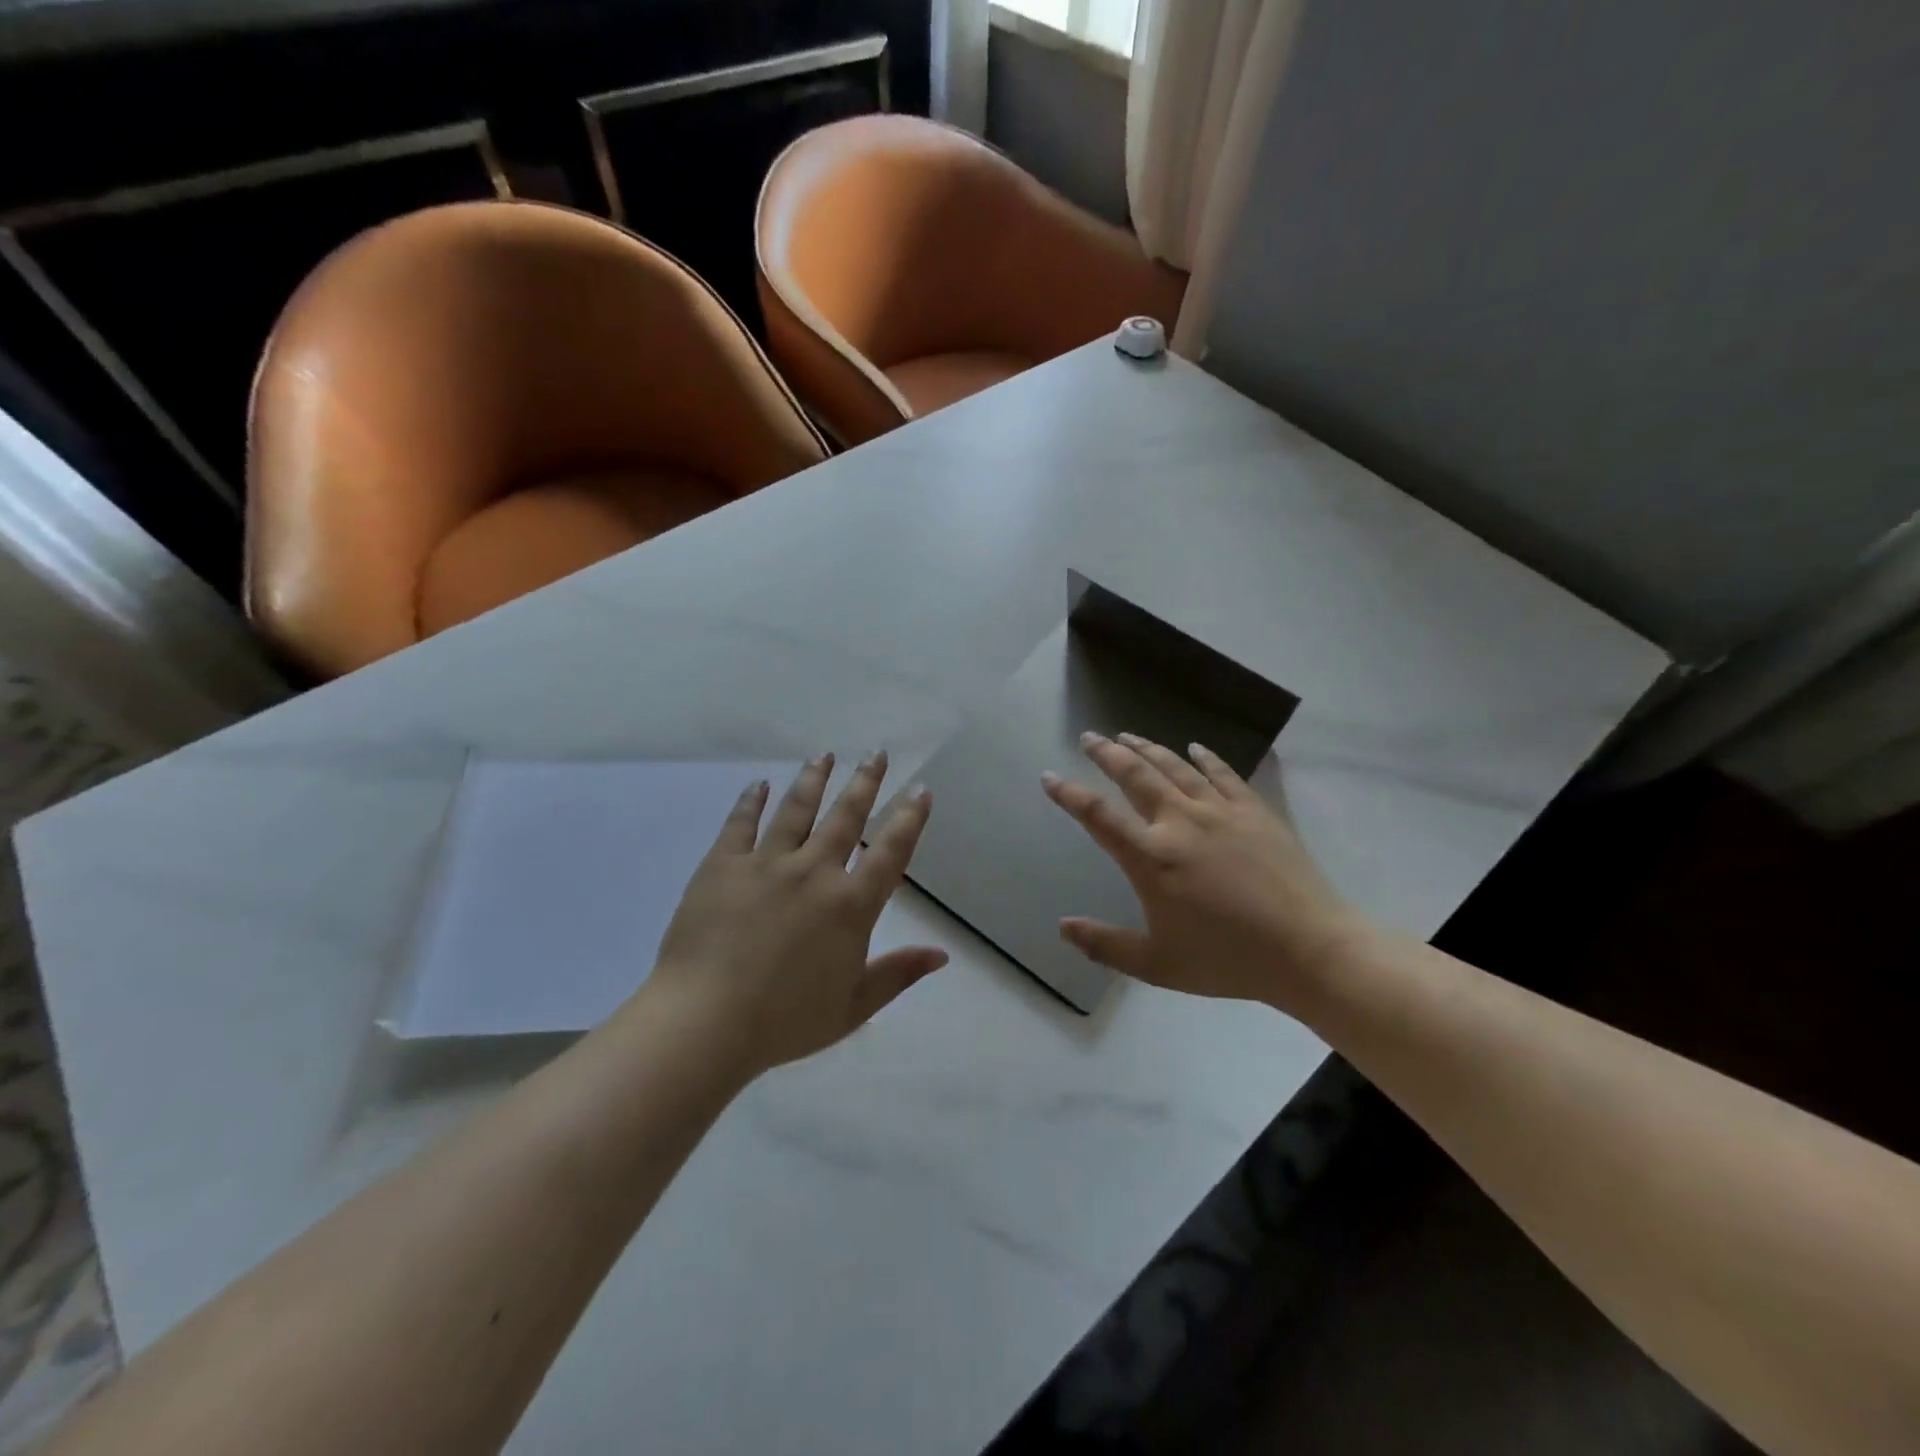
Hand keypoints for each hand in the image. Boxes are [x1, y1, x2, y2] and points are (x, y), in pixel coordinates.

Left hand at [637, 751, 944, 1075]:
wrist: (706, 1023)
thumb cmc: (786, 1021)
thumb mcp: (855, 1007)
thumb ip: (899, 974)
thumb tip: (942, 955)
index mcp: (850, 905)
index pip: (890, 851)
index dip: (909, 818)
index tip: (920, 789)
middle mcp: (814, 872)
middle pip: (846, 816)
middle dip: (865, 781)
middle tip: (876, 753)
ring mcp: (767, 863)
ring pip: (796, 808)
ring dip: (813, 779)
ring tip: (824, 755)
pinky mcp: (723, 865)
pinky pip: (741, 823)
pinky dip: (750, 801)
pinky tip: (758, 784)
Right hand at [1042, 733, 1371, 1008]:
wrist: (1309, 950)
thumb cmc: (1227, 960)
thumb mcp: (1157, 964)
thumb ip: (1104, 945)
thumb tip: (1063, 927)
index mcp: (1151, 858)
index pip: (1098, 816)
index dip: (1069, 794)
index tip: (1050, 776)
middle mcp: (1180, 823)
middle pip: (1135, 776)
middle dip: (1107, 754)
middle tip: (1090, 737)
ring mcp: (1220, 812)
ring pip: (1175, 767)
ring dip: (1147, 748)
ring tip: (1128, 735)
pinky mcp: (1254, 811)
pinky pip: (1224, 774)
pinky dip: (1205, 758)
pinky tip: (1195, 748)